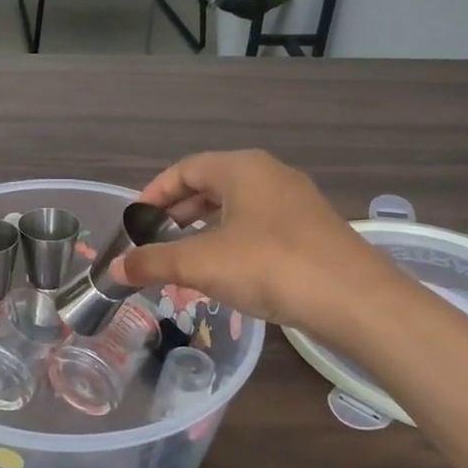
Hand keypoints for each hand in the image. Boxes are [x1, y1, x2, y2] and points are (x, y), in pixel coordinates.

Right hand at [117, 150, 398, 326]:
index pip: (185, 168)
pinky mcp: (311, 231)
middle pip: (211, 185)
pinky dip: (232, 241)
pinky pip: (258, 226)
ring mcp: (295, 202)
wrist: (353, 298)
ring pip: (236, 207)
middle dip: (178, 212)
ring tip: (183, 258)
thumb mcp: (201, 263)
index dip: (154, 192)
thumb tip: (114, 268)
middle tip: (154, 239)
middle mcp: (269, 175)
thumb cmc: (268, 265)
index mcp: (242, 168)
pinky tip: (224, 272)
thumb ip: (153, 262)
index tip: (135, 220)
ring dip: (205, 228)